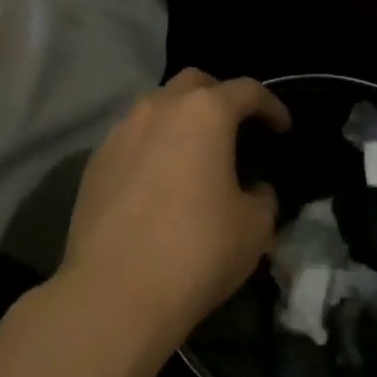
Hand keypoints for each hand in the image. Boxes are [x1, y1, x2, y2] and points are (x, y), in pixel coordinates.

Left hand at [57, 69, 290, 353]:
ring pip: (157, 107)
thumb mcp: (254, 227)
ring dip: (180, 120)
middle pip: (195, 84)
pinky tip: (158, 180)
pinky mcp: (94, 160)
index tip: (282, 128)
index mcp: (205, 113)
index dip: (271, 105)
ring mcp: (121, 131)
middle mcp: (159, 108)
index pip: (247, 90)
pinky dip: (152, 146)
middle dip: (220, 98)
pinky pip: (132, 138)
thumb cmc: (197, 251)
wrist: (115, 292)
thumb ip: (262, 196)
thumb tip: (253, 189)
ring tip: (194, 155)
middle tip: (235, 130)